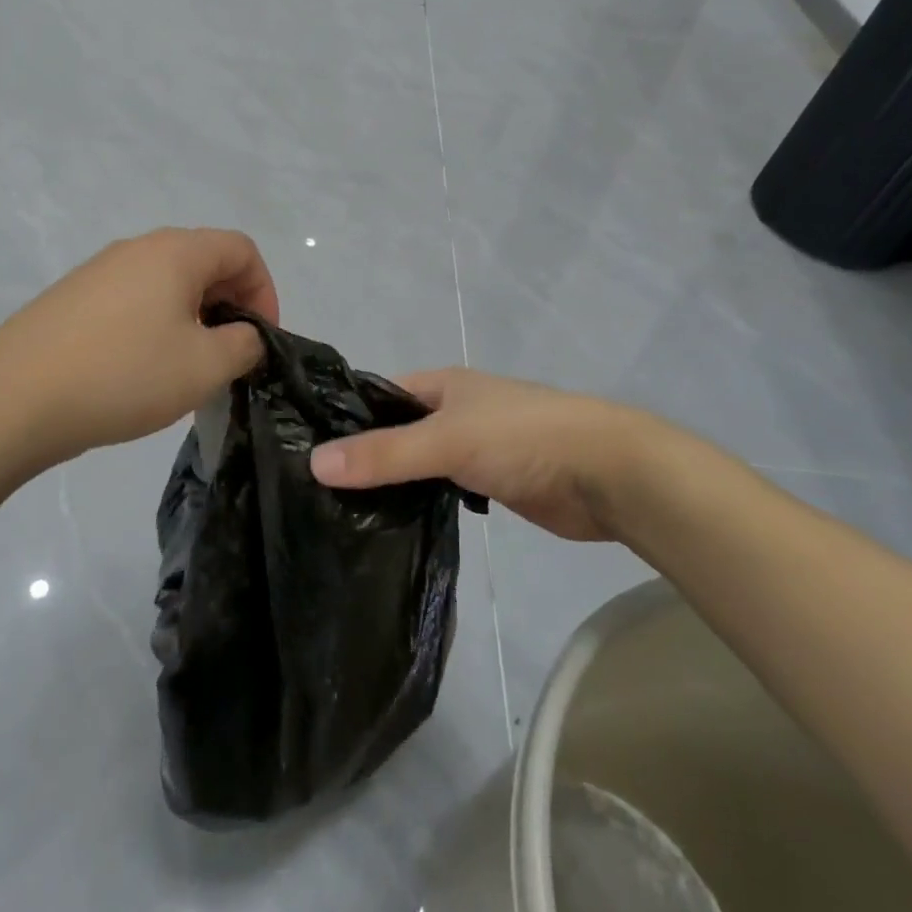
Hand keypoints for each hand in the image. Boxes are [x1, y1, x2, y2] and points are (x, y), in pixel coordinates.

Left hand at [0, 228, 278, 470]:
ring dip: (193, 317)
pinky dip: (156, 325)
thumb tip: (245, 335)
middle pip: (204, 261)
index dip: (265, 291)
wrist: (11, 399)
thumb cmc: (123, 375)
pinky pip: (133, 300)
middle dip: (230, 304)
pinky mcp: (72, 299)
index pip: (241, 249)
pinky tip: (141, 370)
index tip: (260, 339)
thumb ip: (244, 345)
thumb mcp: (204, 367)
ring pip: (167, 282)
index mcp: (175, 252)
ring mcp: (99, 271)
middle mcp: (137, 248)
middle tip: (230, 355)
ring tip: (188, 367)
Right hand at [308, 368, 682, 542]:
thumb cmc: (522, 438)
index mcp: (443, 386)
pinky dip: (421, 502)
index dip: (345, 418)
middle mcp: (455, 412)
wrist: (606, 473)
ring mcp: (475, 449)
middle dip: (365, 456)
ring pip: (420, 464)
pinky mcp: (492, 485)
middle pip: (397, 432)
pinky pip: (443, 490)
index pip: (379, 396)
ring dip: (392, 483)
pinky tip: (392, 525)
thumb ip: (384, 455)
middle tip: (316, 490)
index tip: (305, 449)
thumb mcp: (446, 441)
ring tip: (342, 512)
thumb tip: (314, 462)